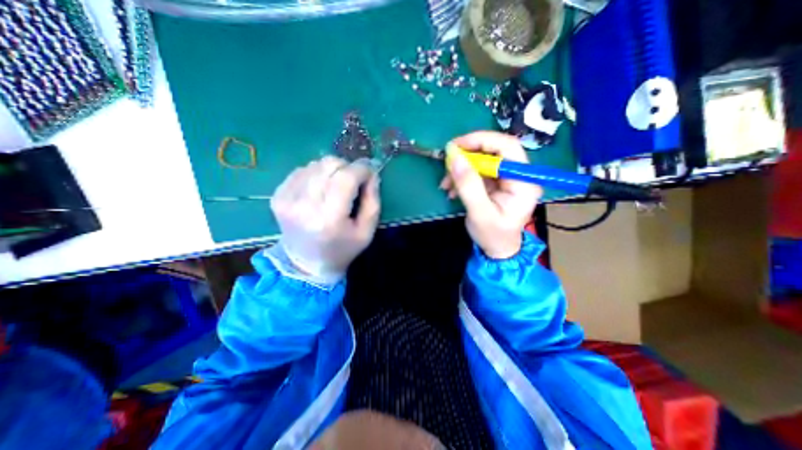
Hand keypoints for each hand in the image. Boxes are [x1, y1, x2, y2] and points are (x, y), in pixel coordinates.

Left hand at [272, 157, 379, 281]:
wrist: (306, 263)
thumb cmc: (342, 249)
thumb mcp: (366, 232)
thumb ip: (372, 201)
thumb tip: (372, 174)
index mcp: (329, 218)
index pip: (347, 177)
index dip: (362, 169)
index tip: (370, 172)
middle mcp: (305, 205)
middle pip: (330, 164)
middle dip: (348, 167)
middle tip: (354, 181)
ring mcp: (287, 198)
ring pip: (316, 164)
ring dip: (332, 171)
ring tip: (336, 187)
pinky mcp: (278, 195)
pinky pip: (302, 170)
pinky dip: (316, 174)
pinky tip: (320, 190)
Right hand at [441, 133, 542, 258]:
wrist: (497, 249)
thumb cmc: (493, 235)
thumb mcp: (480, 213)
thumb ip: (468, 185)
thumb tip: (454, 157)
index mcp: (523, 181)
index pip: (508, 147)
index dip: (482, 140)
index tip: (456, 146)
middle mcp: (518, 174)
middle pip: (494, 150)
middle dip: (467, 156)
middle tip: (447, 163)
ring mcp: (506, 178)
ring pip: (482, 160)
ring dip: (461, 168)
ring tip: (446, 184)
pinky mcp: (495, 182)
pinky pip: (477, 171)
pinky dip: (461, 176)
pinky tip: (451, 189)